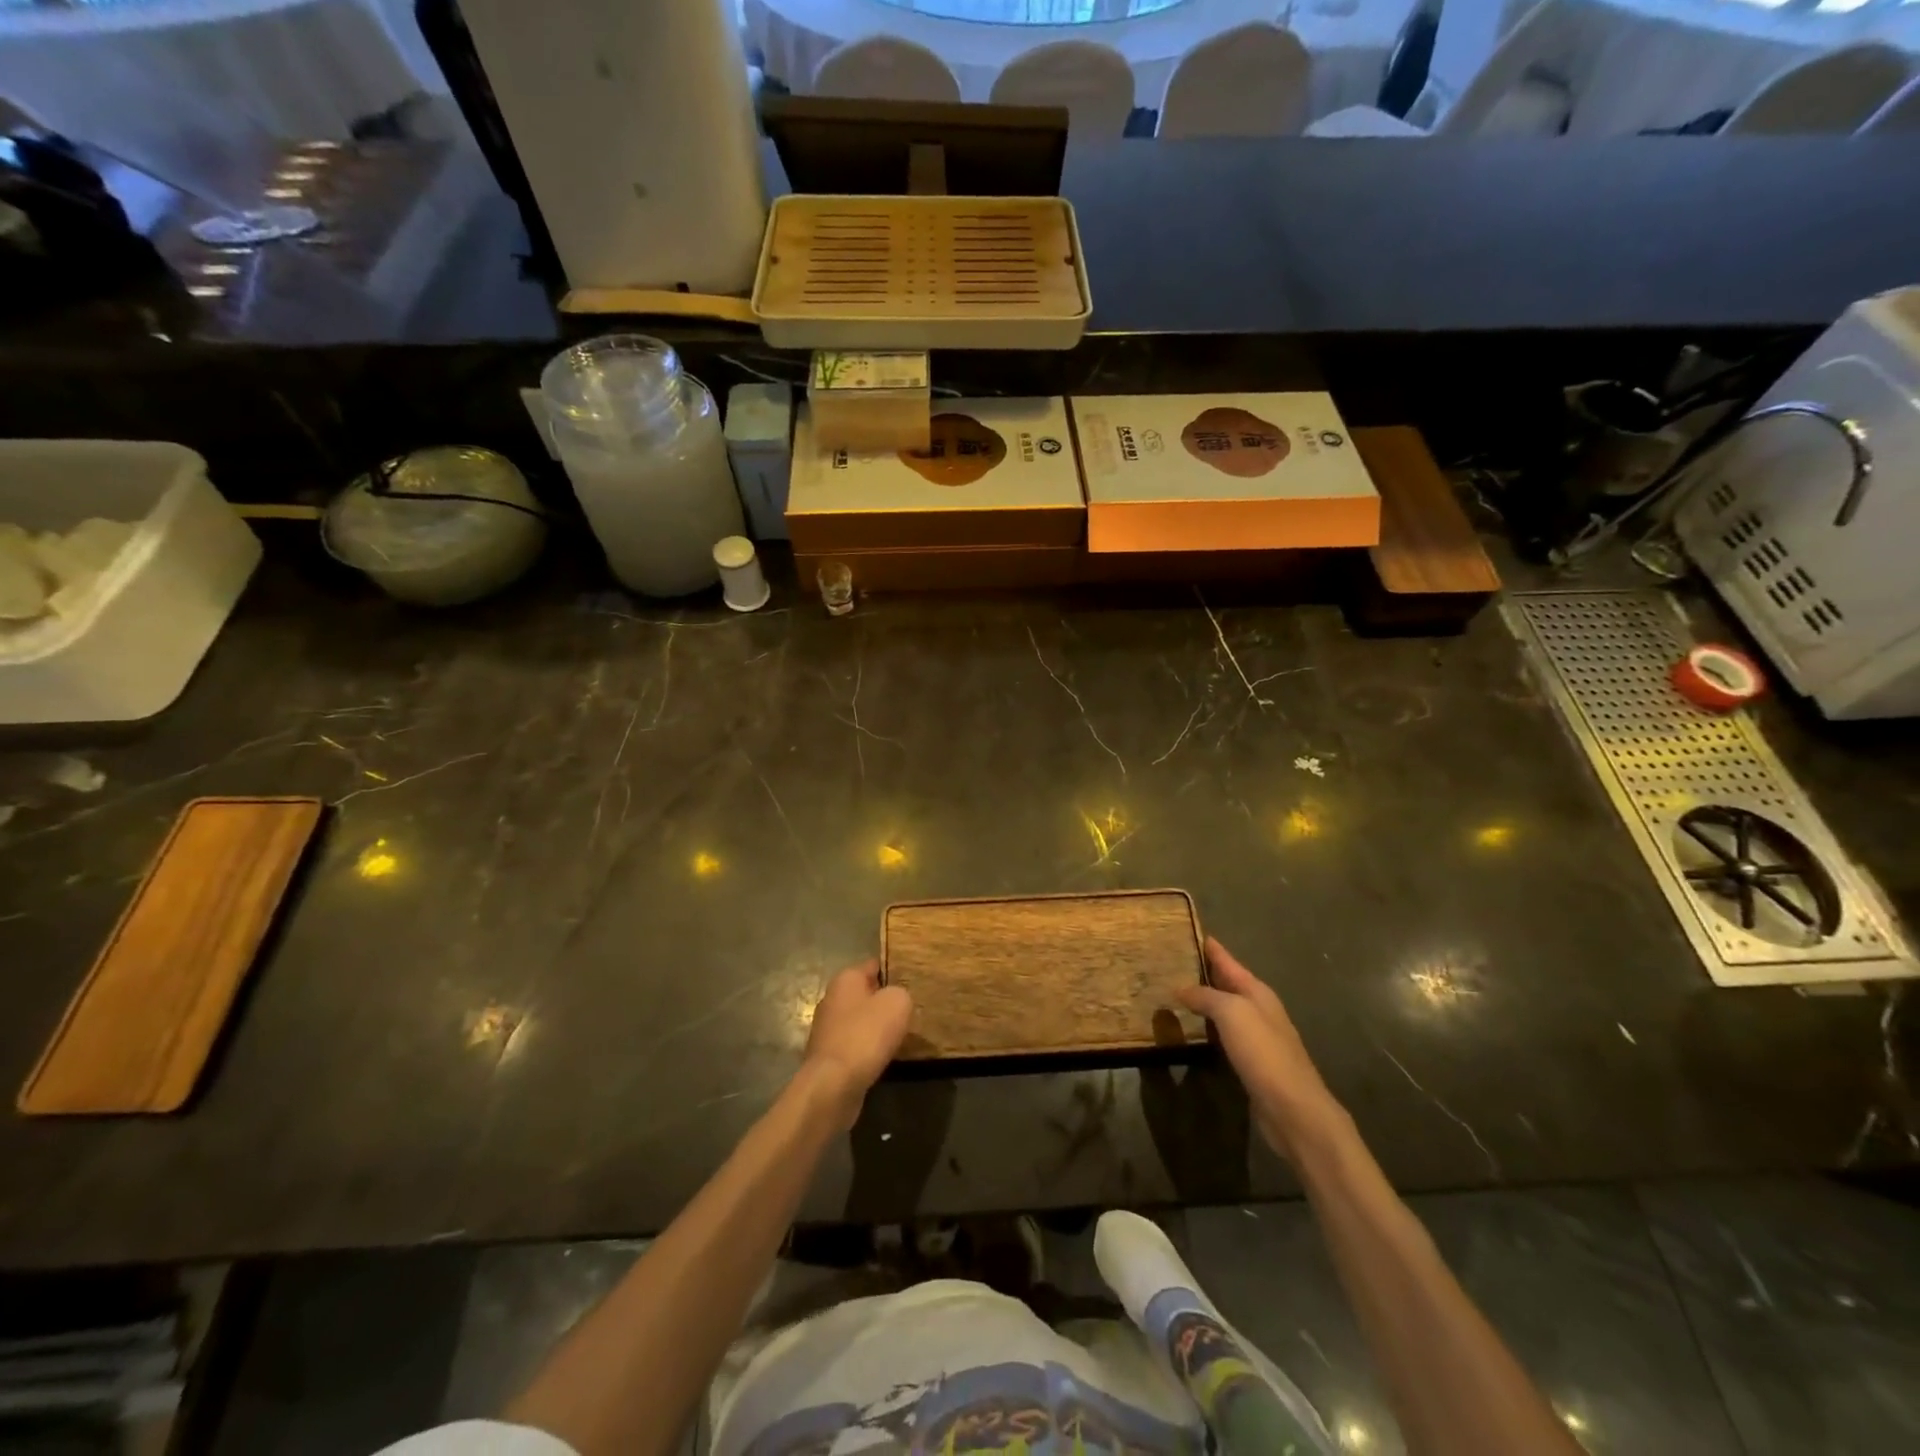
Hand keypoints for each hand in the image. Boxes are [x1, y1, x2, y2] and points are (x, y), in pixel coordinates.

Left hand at [800, 960, 911, 1126]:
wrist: (833, 1085)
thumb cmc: (866, 1034)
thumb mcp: (897, 1003)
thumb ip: (901, 993)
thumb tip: (896, 999)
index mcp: (845, 979)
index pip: (873, 965)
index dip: (893, 970)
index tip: (912, 979)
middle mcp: (832, 999)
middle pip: (865, 994)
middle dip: (885, 1001)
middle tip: (910, 1009)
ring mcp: (827, 1029)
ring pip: (860, 1021)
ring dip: (877, 1028)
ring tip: (902, 1036)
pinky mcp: (828, 1057)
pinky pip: (855, 1045)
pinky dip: (869, 1050)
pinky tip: (885, 1058)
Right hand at [1177, 938, 1344, 1160]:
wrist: (1294, 1110)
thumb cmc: (1264, 1053)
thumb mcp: (1232, 1014)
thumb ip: (1206, 996)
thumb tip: (1181, 987)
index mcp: (1257, 991)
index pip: (1227, 960)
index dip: (1209, 946)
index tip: (1186, 930)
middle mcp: (1259, 1009)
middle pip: (1227, 982)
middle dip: (1202, 970)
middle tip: (1171, 960)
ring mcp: (1257, 1036)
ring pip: (1224, 1008)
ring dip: (1203, 998)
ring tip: (1174, 991)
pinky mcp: (1252, 1061)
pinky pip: (1224, 1033)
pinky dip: (1207, 1025)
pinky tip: (1192, 1028)